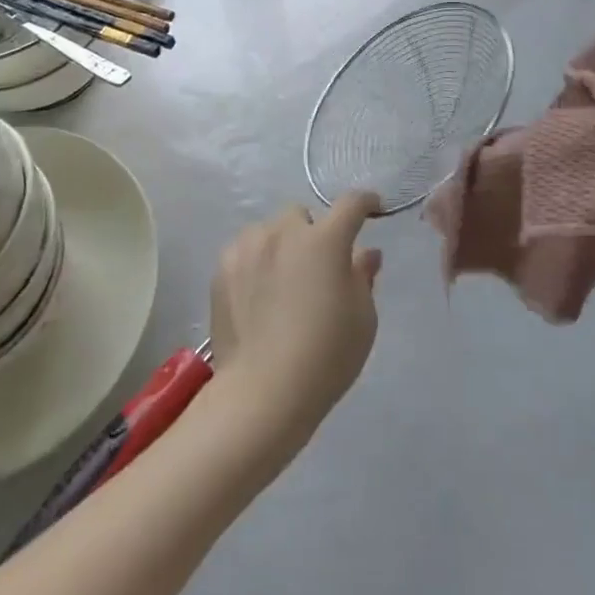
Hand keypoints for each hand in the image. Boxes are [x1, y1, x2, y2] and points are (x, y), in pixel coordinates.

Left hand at [207, 192, 381, 456]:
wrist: (263, 392)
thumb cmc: (326, 356)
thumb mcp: (363, 319)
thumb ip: (363, 276)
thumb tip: (365, 253)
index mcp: (325, 240)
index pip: (351, 204)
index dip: (366, 202)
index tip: (372, 208)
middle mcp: (284, 233)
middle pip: (302, 215)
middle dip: (312, 232)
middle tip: (316, 266)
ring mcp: (248, 247)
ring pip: (269, 231)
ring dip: (280, 245)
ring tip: (281, 280)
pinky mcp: (222, 268)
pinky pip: (244, 251)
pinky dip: (255, 262)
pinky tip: (256, 293)